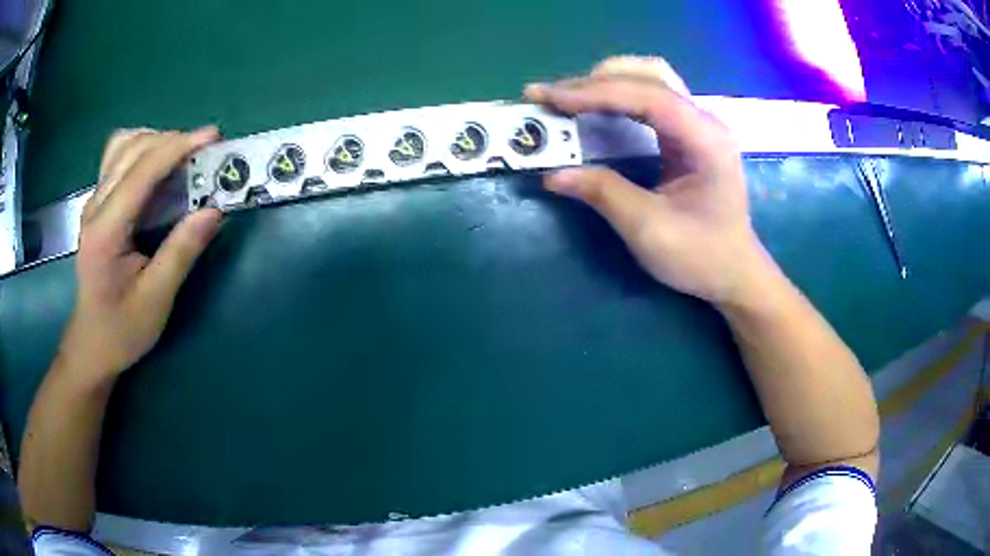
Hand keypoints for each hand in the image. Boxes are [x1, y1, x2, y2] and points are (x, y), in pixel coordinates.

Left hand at [57, 127, 222, 385]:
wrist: (91, 345)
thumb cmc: (122, 329)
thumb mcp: (156, 299)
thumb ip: (182, 252)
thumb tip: (215, 210)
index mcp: (106, 231)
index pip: (142, 171)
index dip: (178, 147)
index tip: (213, 137)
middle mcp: (95, 207)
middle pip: (132, 148)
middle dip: (171, 140)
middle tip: (204, 151)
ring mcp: (93, 203)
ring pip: (122, 146)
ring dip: (155, 141)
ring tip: (181, 156)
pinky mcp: (96, 205)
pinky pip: (117, 158)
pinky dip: (141, 150)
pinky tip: (155, 166)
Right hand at [525, 56, 769, 305]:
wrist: (734, 272)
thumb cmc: (701, 256)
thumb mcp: (649, 230)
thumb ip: (603, 194)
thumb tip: (553, 173)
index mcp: (705, 140)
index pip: (649, 96)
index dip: (597, 92)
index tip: (551, 98)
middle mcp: (704, 122)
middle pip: (651, 75)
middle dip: (598, 81)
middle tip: (554, 97)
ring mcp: (698, 125)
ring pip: (651, 80)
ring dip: (607, 83)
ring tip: (568, 97)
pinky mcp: (688, 134)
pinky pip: (650, 99)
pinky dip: (618, 97)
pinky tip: (595, 107)